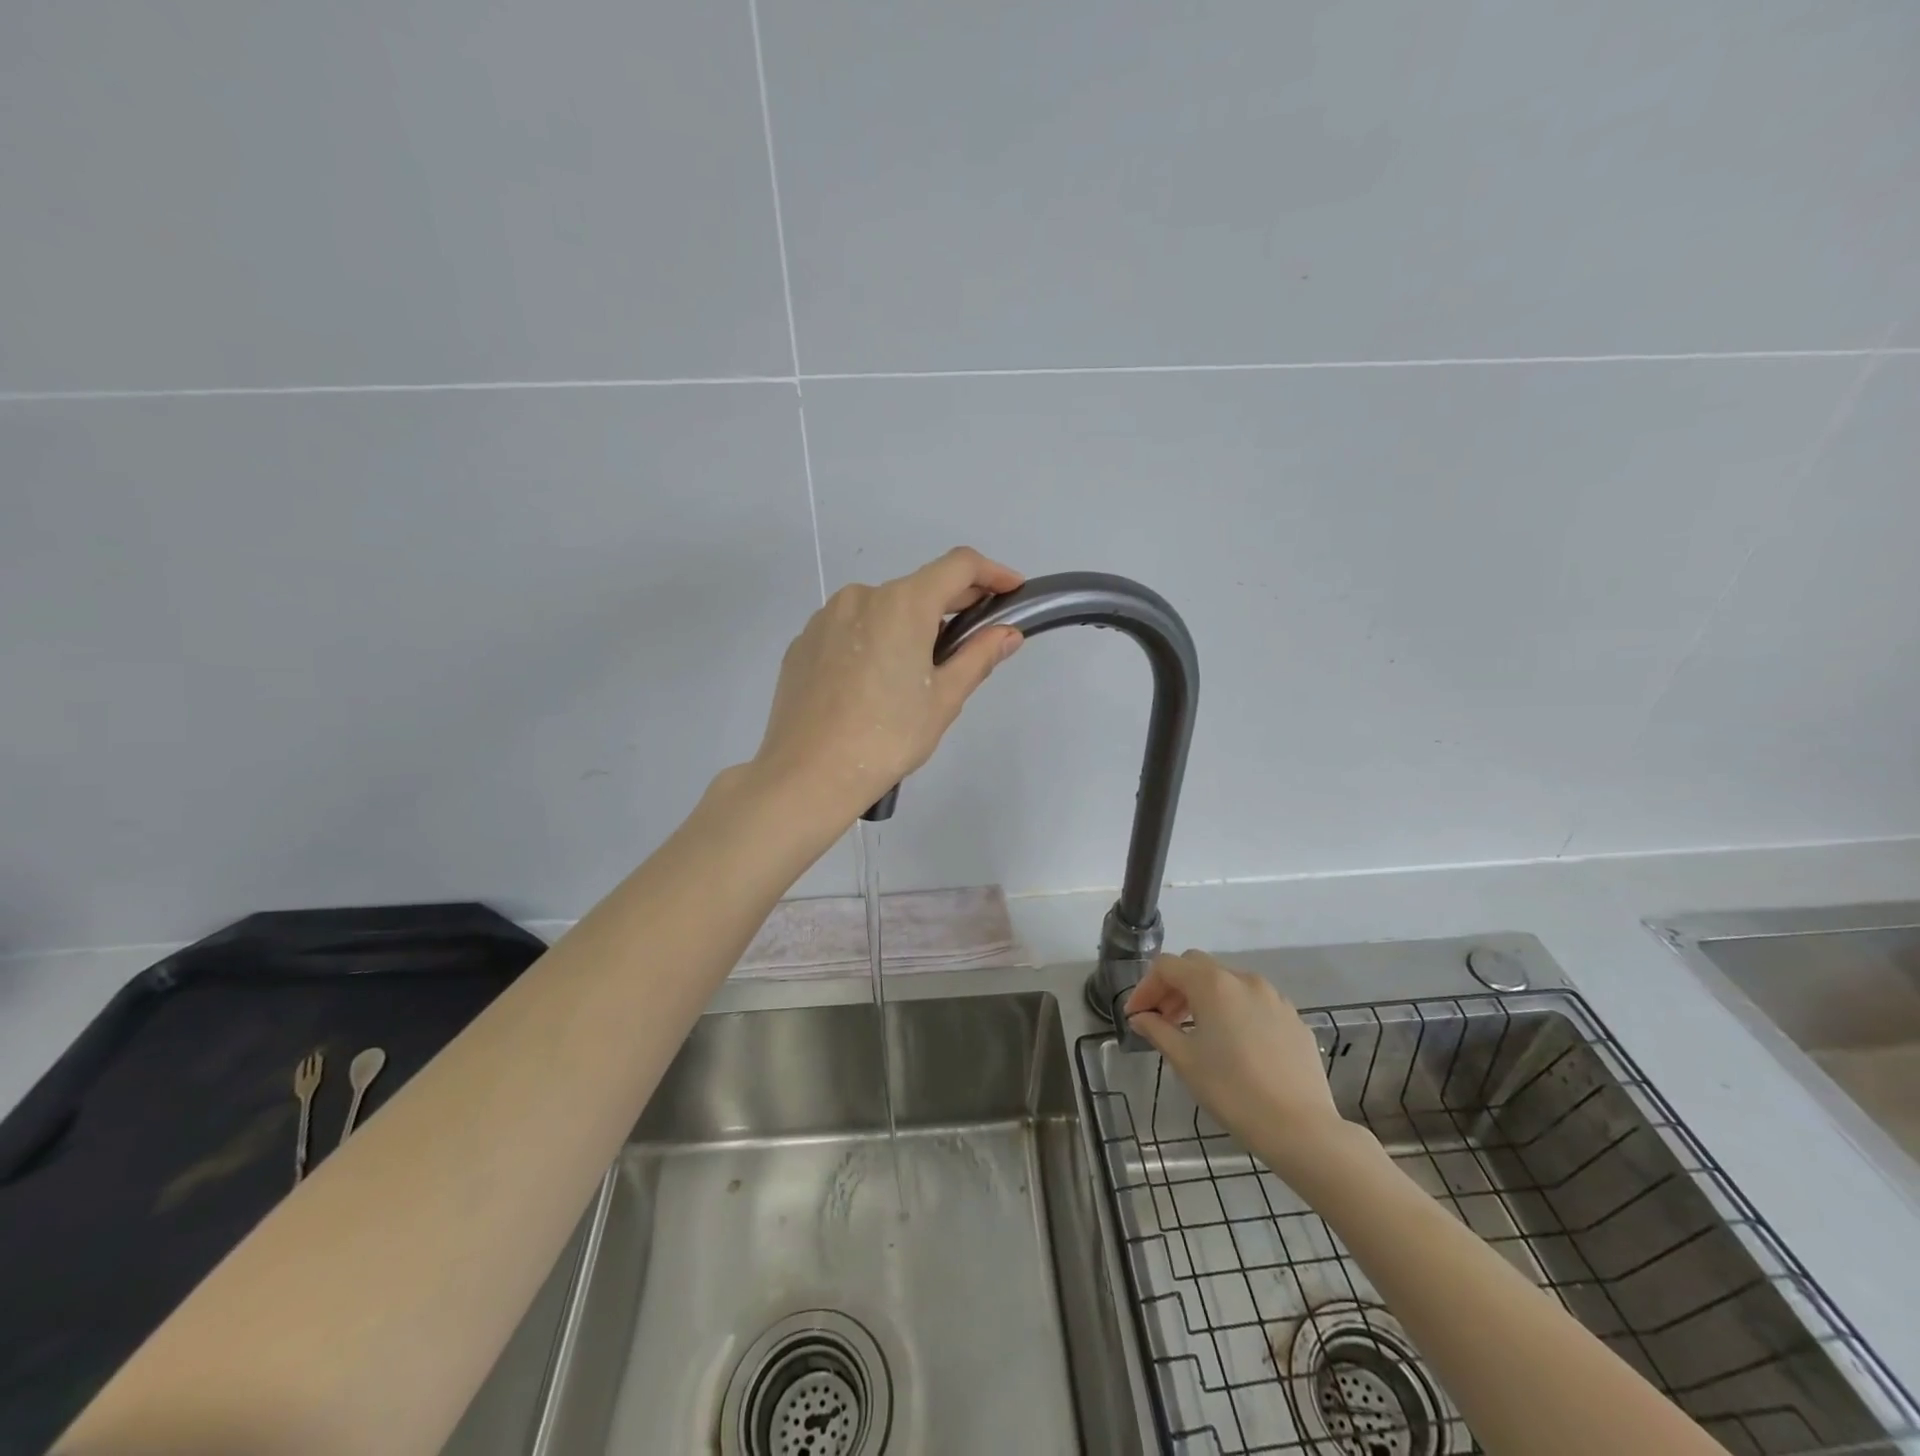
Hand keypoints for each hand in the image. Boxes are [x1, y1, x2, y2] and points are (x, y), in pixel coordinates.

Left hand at [753, 547, 1024, 816]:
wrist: (808, 773)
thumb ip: (978, 656)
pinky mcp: (803, 642)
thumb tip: (1007, 633)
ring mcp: (826, 618)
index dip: (992, 572)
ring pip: (882, 608)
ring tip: (916, 672)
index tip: (1012, 590)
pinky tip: (873, 682)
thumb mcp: (944, 699)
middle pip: (918, 586)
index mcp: (902, 603)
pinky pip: (851, 629)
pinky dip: (873, 640)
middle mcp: (862, 596)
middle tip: (974, 638)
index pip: (959, 566)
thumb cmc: (888, 737)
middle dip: (952, 604)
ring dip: (909, 625)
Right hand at [1125, 951, 1351, 1177]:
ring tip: (1195, 1032)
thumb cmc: (1233, 1092)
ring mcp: (1273, 997)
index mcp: (1213, 984)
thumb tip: (1140, 1017)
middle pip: (1197, 967)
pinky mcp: (1293, 1018)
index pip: (1167, 966)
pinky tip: (1233, 1044)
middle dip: (1173, 988)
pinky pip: (1253, 1002)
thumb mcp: (1185, 1061)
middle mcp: (1243, 979)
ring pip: (1227, 982)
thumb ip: (1157, 1031)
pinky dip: (1233, 1011)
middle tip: (1161, 1019)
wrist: (1301, 1128)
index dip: (1146, 987)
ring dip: (1203, 998)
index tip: (1137, 1016)